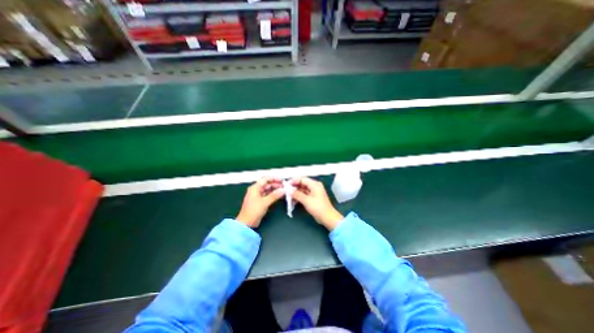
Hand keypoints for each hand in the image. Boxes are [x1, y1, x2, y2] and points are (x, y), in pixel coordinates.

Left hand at [235, 177, 282, 228]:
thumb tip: (282, 190)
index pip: (265, 179)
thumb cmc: (252, 212)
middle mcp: (256, 190)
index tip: (281, 180)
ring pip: (268, 189)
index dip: (274, 178)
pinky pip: (268, 195)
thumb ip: (274, 195)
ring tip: (283, 190)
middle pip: (267, 184)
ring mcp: (258, 195)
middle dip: (276, 184)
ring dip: (276, 189)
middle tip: (284, 186)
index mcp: (255, 188)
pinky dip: (274, 194)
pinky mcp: (260, 201)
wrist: (247, 223)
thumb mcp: (265, 202)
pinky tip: (279, 195)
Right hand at [289, 179, 341, 230]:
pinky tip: (293, 200)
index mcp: (315, 184)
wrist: (327, 218)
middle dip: (294, 187)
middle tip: (286, 191)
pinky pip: (303, 194)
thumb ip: (297, 194)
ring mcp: (313, 192)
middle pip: (302, 184)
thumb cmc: (319, 208)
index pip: (302, 179)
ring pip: (302, 189)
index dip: (294, 181)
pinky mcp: (312, 197)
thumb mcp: (307, 201)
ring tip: (288, 197)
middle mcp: (314, 186)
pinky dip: (298, 196)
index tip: (287, 185)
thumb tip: (289, 190)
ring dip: (295, 193)